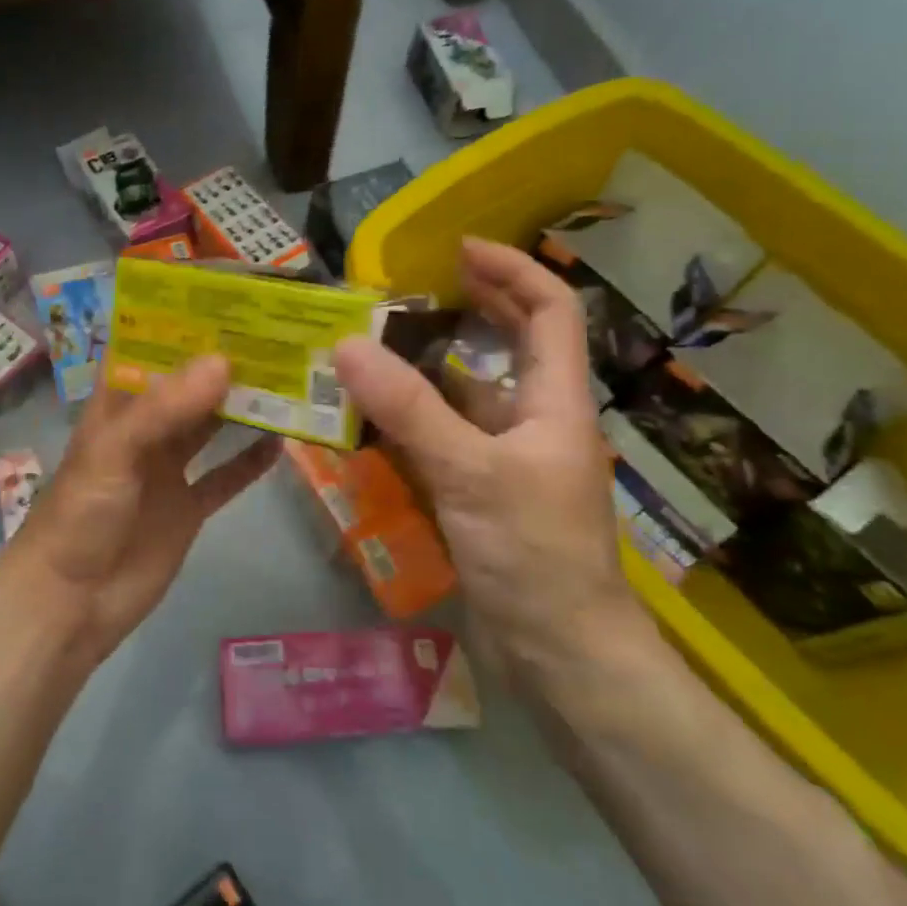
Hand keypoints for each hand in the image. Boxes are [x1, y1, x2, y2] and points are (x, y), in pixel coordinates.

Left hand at [0, 355, 278, 665]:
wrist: (71, 603)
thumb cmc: (80, 515)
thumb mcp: (114, 451)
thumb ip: (165, 408)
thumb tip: (223, 360)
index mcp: (118, 405)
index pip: (149, 349)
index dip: (181, 324)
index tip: (227, 299)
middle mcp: (145, 428)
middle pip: (189, 385)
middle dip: (225, 362)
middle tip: (276, 335)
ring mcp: (168, 468)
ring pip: (211, 426)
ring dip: (243, 406)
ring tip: (289, 379)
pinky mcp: (187, 507)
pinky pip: (225, 476)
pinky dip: (250, 461)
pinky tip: (282, 442)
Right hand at [334, 238, 641, 676]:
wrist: (561, 655)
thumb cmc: (534, 555)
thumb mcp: (469, 473)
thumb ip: (408, 408)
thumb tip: (345, 346)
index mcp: (555, 401)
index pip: (551, 311)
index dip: (512, 270)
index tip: (459, 250)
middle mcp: (536, 419)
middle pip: (513, 343)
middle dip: (472, 306)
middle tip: (411, 287)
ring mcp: (508, 457)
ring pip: (469, 393)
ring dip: (428, 366)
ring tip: (374, 346)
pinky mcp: (482, 490)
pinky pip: (445, 436)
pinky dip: (412, 418)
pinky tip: (372, 417)